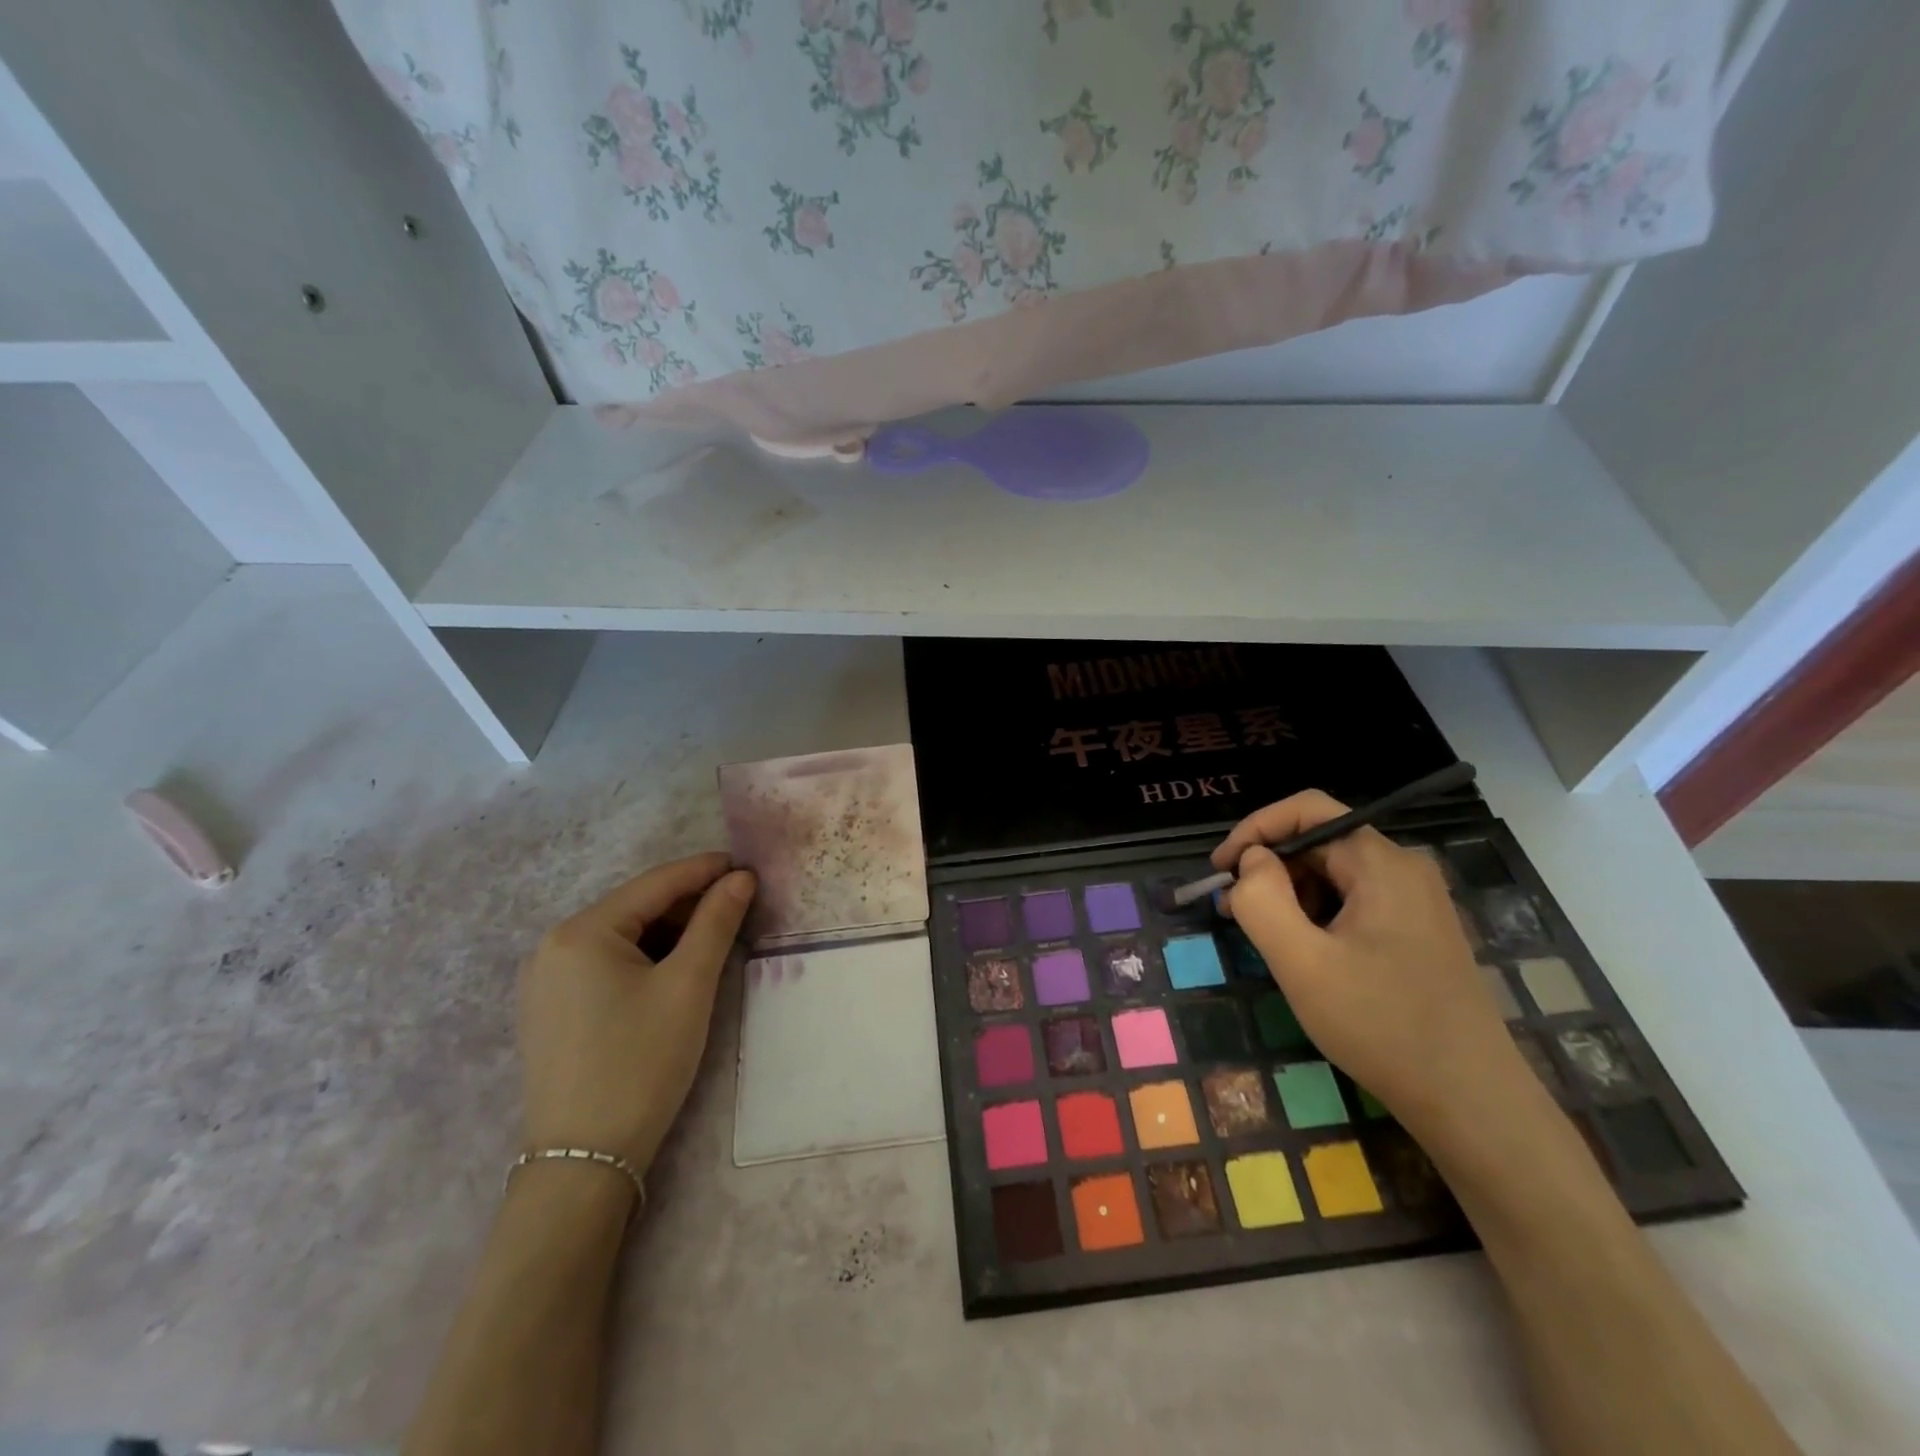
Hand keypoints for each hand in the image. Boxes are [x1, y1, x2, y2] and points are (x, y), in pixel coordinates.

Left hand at [517, 851, 755, 1177]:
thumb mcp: (689, 986)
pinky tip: (674, 968)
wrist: (583, 1163)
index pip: (655, 883)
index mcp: (581, 931)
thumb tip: (740, 878)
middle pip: (635, 907)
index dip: (705, 870)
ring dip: (669, 930)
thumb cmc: (641, 1063)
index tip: (746, 865)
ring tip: (714, 935)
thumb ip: (716, 922)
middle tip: (738, 905)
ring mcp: (544, 980)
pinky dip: (644, 956)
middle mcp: (552, 945)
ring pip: (621, 935)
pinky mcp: (549, 1009)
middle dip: (688, 902)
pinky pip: (604, 963)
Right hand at [1213, 792, 1537, 1139]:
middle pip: (1318, 842)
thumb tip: (1250, 861)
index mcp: (1381, 863)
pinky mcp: (1417, 930)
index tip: (1218, 869)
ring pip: (1333, 874)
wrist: (1472, 1102)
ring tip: (1265, 938)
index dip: (1254, 829)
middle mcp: (1403, 868)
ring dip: (1290, 895)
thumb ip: (1262, 900)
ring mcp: (1415, 900)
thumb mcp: (1302, 963)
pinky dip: (1316, 915)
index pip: (1306, 810)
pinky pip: (1353, 901)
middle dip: (1268, 869)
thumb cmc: (1381, 1025)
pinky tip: (1304, 953)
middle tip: (1232, 911)